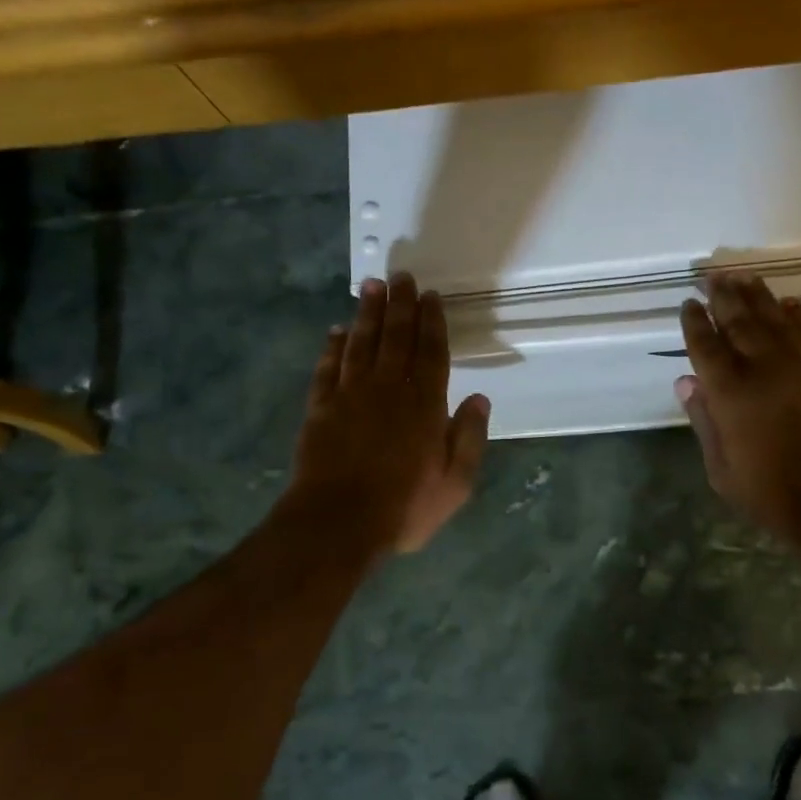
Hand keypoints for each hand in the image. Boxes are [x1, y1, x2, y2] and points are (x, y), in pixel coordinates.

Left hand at [287, 272, 490, 556]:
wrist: (337, 523)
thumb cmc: (403, 507)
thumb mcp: (455, 484)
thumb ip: (469, 438)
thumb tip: (480, 398)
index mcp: (425, 405)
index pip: (432, 353)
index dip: (432, 322)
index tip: (431, 296)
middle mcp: (388, 390)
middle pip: (396, 337)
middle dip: (400, 305)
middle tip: (401, 276)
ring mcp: (350, 396)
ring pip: (361, 344)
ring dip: (367, 313)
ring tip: (371, 286)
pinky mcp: (321, 409)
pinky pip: (328, 368)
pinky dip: (333, 347)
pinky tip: (336, 330)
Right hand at [675, 273, 800, 549]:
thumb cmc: (776, 495)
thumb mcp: (724, 472)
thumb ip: (704, 422)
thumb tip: (685, 382)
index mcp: (730, 393)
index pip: (706, 347)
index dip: (695, 323)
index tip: (688, 303)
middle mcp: (763, 369)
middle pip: (739, 322)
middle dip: (723, 297)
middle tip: (713, 275)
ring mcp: (800, 366)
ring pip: (773, 320)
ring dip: (757, 296)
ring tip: (743, 276)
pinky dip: (797, 315)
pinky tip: (788, 302)